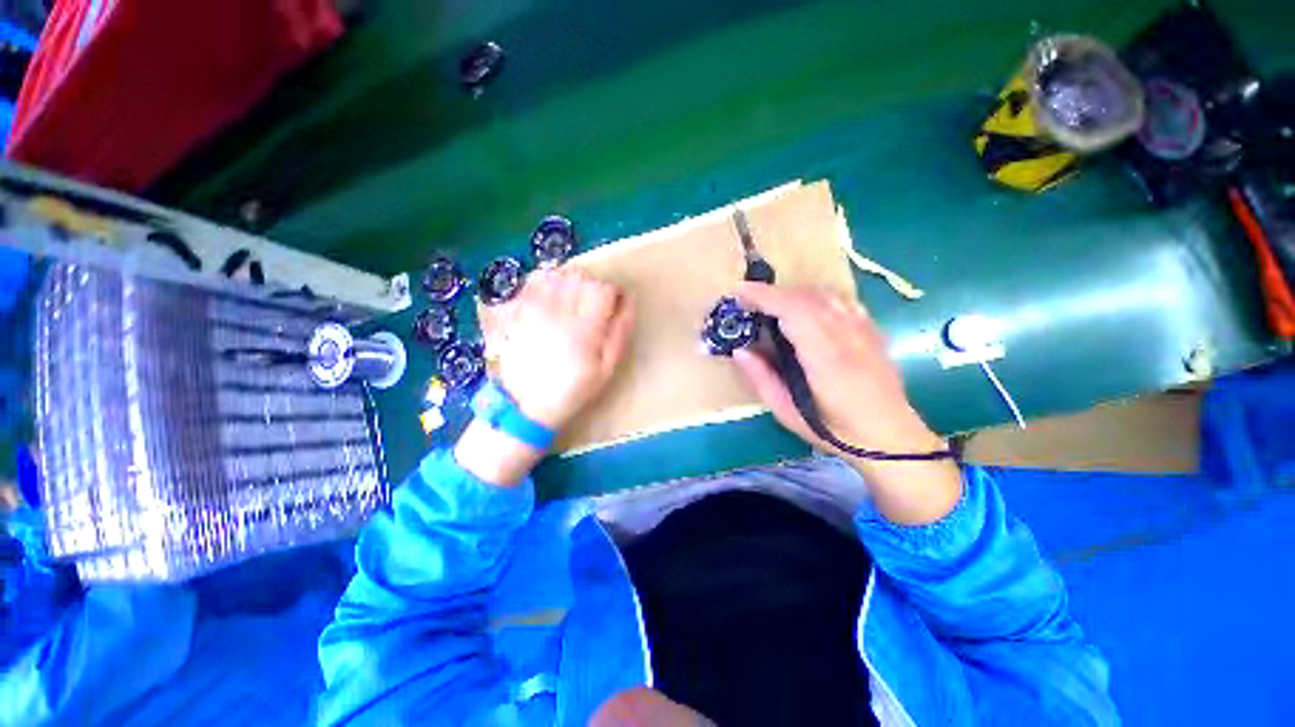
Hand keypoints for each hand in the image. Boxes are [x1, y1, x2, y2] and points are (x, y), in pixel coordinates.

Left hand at [485, 268, 634, 431]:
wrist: (528, 403)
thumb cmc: (574, 388)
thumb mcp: (607, 367)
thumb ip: (620, 331)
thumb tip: (629, 300)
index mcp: (584, 328)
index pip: (603, 289)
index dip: (614, 292)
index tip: (614, 304)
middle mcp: (559, 312)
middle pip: (581, 276)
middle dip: (593, 285)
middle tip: (594, 304)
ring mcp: (534, 309)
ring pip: (558, 274)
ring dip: (572, 281)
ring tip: (573, 298)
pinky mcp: (517, 310)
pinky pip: (534, 281)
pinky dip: (547, 280)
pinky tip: (552, 295)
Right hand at [732, 282, 939, 457]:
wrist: (891, 438)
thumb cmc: (835, 432)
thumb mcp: (788, 413)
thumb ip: (762, 379)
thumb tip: (739, 351)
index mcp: (826, 359)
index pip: (794, 311)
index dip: (765, 296)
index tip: (739, 292)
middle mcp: (848, 336)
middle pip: (807, 298)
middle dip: (773, 293)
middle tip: (748, 302)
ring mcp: (864, 330)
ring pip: (825, 295)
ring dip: (793, 293)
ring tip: (772, 305)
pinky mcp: (872, 330)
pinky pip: (841, 301)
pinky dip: (816, 297)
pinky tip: (806, 309)